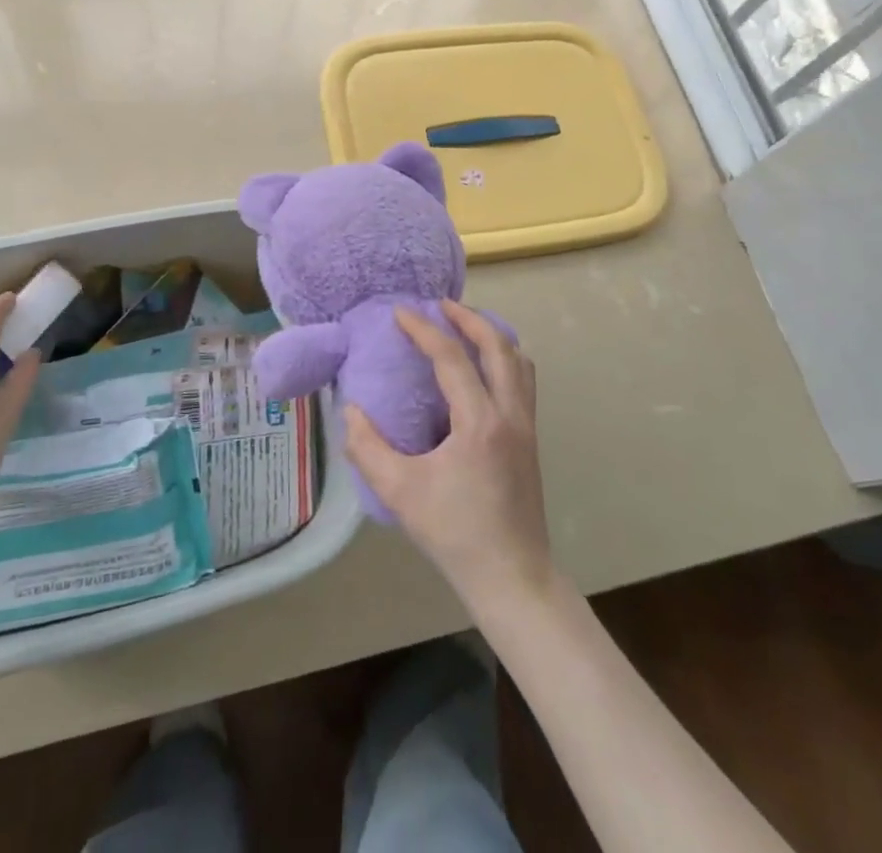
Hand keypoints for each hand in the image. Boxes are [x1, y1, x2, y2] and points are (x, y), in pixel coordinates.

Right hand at [344, 300, 554, 610]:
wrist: (512, 576)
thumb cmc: (455, 533)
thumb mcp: (400, 492)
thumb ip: (368, 448)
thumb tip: (351, 411)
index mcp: (479, 422)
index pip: (451, 357)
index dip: (423, 330)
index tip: (400, 312)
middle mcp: (510, 413)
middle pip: (498, 345)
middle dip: (469, 318)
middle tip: (440, 305)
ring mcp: (527, 425)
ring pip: (519, 361)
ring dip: (492, 335)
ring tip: (464, 329)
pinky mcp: (531, 439)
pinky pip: (523, 380)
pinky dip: (504, 359)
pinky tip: (482, 370)